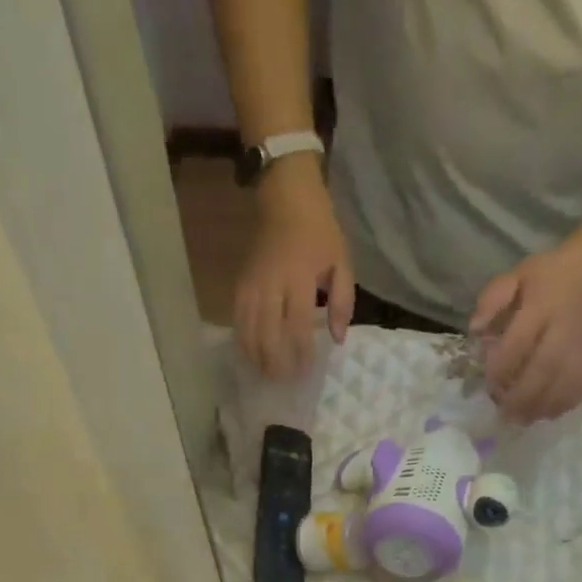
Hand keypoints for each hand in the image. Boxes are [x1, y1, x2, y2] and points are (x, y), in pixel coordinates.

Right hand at [236, 158, 353, 380]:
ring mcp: (251, 285)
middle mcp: (271, 284)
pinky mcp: (239, 285)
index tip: (307, 371)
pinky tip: (250, 357)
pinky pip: (237, 320)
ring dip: (257, 357)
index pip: (297, 325)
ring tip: (267, 376)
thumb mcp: (342, 262)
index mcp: (299, 278)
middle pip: (268, 334)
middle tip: (284, 382)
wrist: (285, 198)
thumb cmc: (319, 232)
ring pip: (248, 331)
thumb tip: (337, 339)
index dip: (301, 353)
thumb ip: (343, 302)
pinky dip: (243, 342)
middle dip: (276, 362)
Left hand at [469, 241, 581, 421]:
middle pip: (540, 373)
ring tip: (519, 418)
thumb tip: (475, 331)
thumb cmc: (552, 275)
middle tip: (501, 412)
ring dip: (536, 409)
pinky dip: (558, 408)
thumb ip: (491, 300)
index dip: (499, 371)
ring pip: (560, 389)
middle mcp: (564, 332)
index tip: (487, 383)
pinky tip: (542, 412)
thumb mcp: (517, 275)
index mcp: (542, 307)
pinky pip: (577, 393)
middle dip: (516, 398)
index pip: (517, 346)